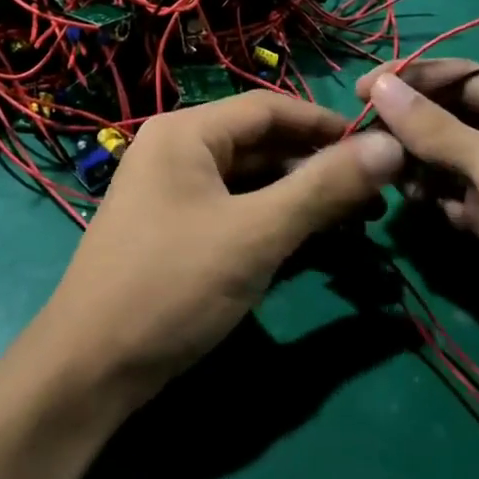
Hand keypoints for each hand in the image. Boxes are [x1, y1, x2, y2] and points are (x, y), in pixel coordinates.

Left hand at [35, 92, 404, 402]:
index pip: (269, 109)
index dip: (326, 124)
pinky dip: (272, 221)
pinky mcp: (174, 232)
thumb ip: (323, 188)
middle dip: (317, 167)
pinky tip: (310, 241)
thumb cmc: (172, 285)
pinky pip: (234, 211)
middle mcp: (175, 151)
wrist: (89, 369)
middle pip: (260, 144)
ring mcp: (171, 193)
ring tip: (356, 219)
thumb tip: (390, 145)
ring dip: (299, 197)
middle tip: (376, 194)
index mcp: (185, 133)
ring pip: (249, 181)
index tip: (380, 145)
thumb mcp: (255, 234)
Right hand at [357, 61, 478, 418]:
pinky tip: (423, 210)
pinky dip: (431, 199)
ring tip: (398, 180)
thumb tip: (379, 82)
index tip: (360, 89)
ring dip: (416, 164)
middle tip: (366, 140)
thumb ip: (438, 129)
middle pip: (448, 116)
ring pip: (442, 159)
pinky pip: (446, 198)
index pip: (464, 77)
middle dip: (409, 124)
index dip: (413, 77)